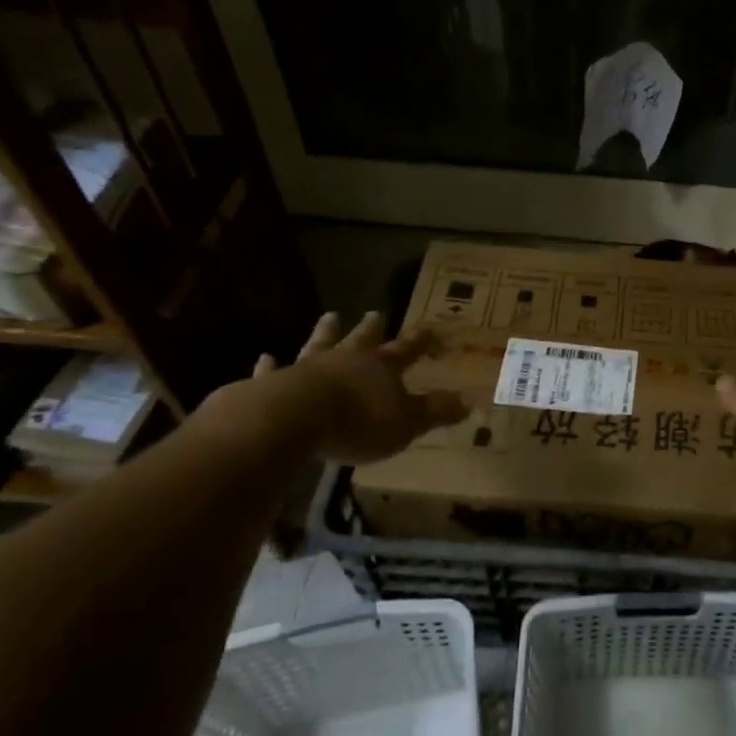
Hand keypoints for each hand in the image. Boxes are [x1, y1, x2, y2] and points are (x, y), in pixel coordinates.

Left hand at [209, 311, 468, 465]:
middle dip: (371, 328)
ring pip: (321, 344)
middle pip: (362, 339)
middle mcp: (347, 359)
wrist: (293, 421)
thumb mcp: (406, 423)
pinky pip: (273, 371)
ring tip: (330, 316)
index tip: (433, 331)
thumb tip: (470, 400)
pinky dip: (270, 365)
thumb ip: (435, 411)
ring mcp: (308, 368)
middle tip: (373, 312)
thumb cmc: (358, 422)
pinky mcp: (273, 384)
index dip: (422, 341)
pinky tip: (265, 357)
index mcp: (381, 367)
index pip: (408, 349)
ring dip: (326, 331)